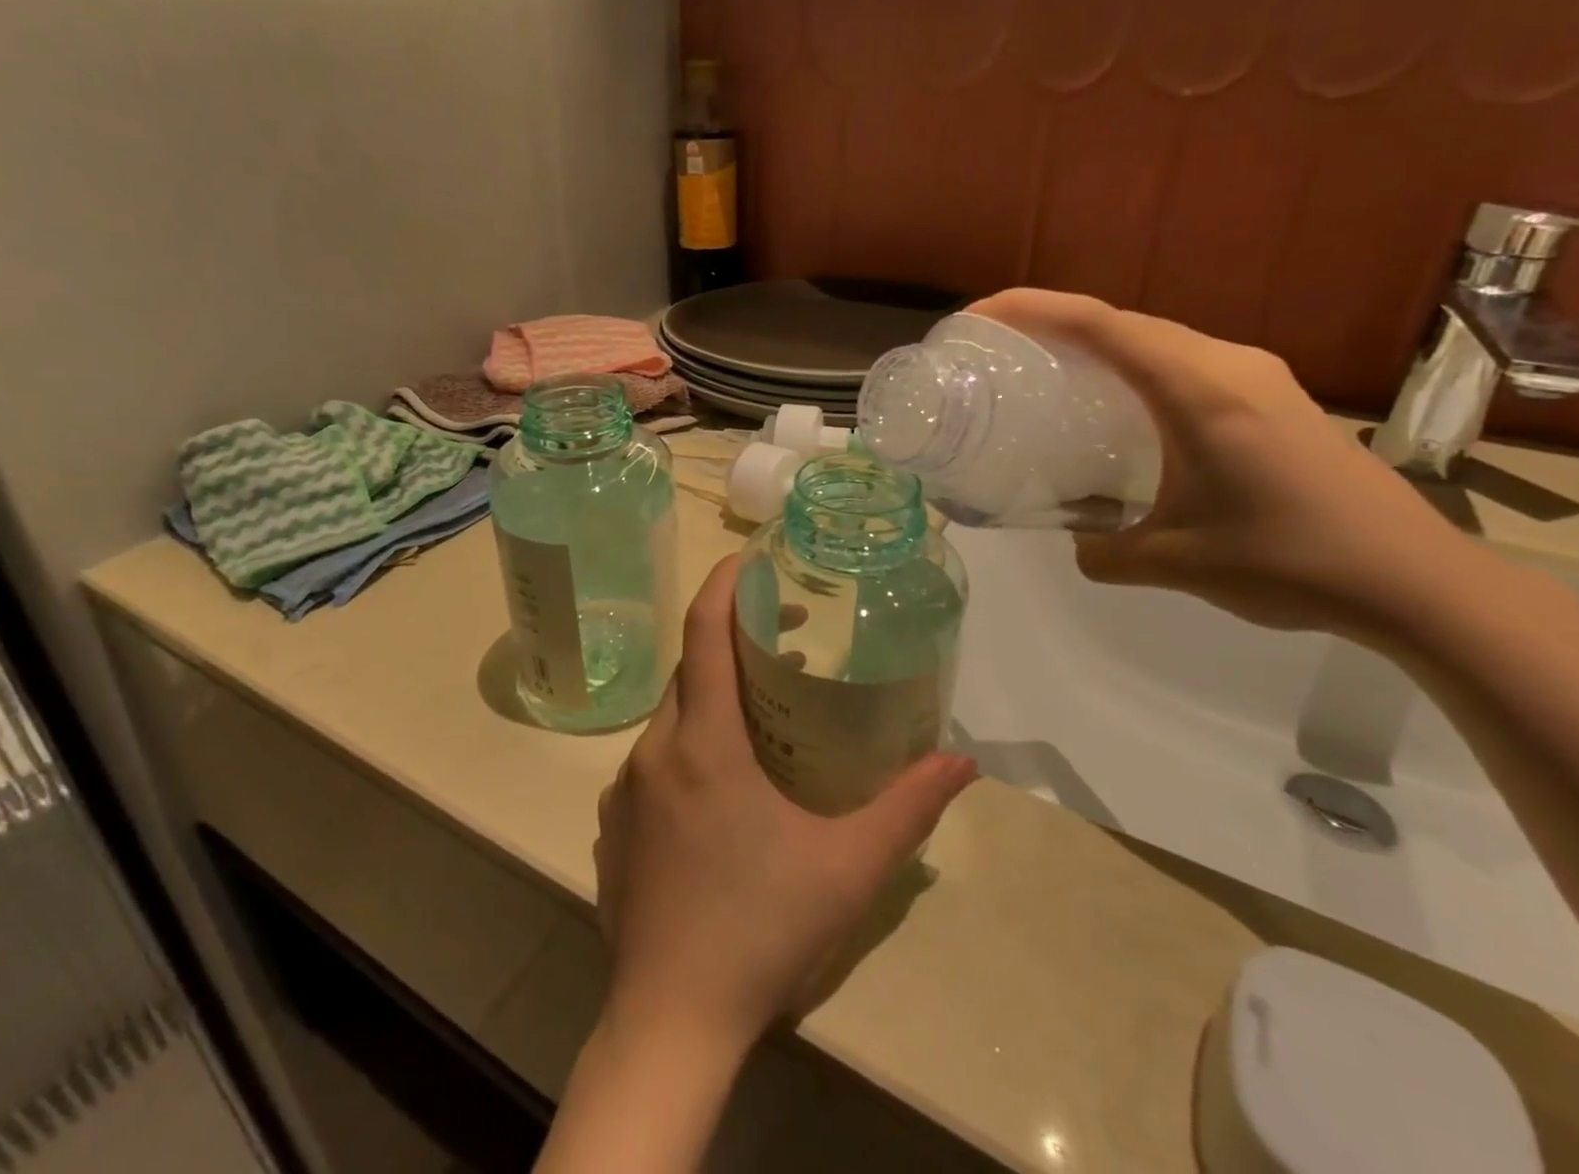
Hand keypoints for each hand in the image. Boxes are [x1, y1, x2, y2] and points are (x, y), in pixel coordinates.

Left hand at [593, 556, 977, 1055]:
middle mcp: (656, 750)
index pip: (703, 632)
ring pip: (672, 714)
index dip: (724, 583)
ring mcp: (627, 788)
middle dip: (733, 639)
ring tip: (764, 711)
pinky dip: (690, 741)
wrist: (669, 1022)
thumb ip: (909, 807)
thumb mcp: (849, 867)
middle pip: (690, 669)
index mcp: (704, 742)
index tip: (751, 557)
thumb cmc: (762, 929)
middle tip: (785, 638)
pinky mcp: (615, 824)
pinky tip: (724, 784)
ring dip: (713, 695)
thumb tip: (962, 762)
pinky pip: (655, 758)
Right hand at [968, 290, 1476, 643]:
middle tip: (1000, 348)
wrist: (1416, 581)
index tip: (980, 317)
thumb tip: (1078, 545)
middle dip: (1055, 322)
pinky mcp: (1273, 398)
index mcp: (1200, 389)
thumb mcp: (1175, 563)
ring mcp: (1258, 377)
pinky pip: (1185, 363)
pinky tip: (1120, 407)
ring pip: (1157, 339)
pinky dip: (1135, 368)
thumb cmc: (1291, 562)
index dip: (1031, 309)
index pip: (1100, 325)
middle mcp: (1228, 365)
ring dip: (1098, 344)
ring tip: (1049, 371)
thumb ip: (1106, 552)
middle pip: (1124, 321)